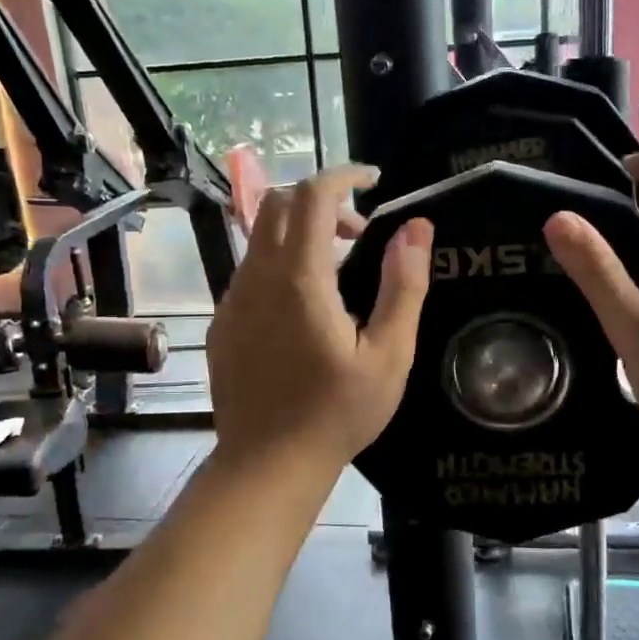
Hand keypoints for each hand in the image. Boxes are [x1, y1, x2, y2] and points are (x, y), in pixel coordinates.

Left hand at [208, 165, 433, 475]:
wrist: (267, 465)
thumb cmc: (337, 413)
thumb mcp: (389, 354)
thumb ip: (405, 286)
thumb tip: (417, 227)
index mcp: (300, 279)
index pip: (313, 195)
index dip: (344, 174)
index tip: (373, 179)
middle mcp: (257, 278)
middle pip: (279, 204)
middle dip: (322, 201)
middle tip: (359, 233)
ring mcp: (232, 300)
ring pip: (261, 238)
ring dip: (301, 234)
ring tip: (339, 274)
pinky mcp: (222, 323)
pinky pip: (250, 272)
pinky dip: (281, 265)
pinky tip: (305, 309)